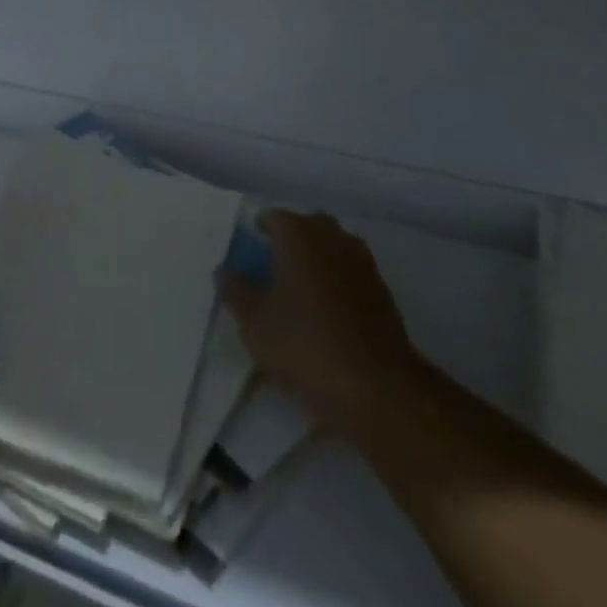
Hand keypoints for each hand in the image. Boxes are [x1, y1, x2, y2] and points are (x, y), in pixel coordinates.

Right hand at [219, 211, 426, 435]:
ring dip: (315, 261)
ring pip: (330, 248)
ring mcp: (361, 261)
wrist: (377, 388)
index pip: (271, 218)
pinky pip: (348, 272)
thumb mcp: (254, 323)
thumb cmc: (305, 345)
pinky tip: (325, 312)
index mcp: (298, 233)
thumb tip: (225, 270)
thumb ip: (235, 290)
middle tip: (270, 272)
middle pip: (304, 228)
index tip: (247, 257)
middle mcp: (331, 236)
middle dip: (288, 243)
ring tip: (298, 293)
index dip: (257, 234)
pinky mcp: (381, 289)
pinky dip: (335, 282)